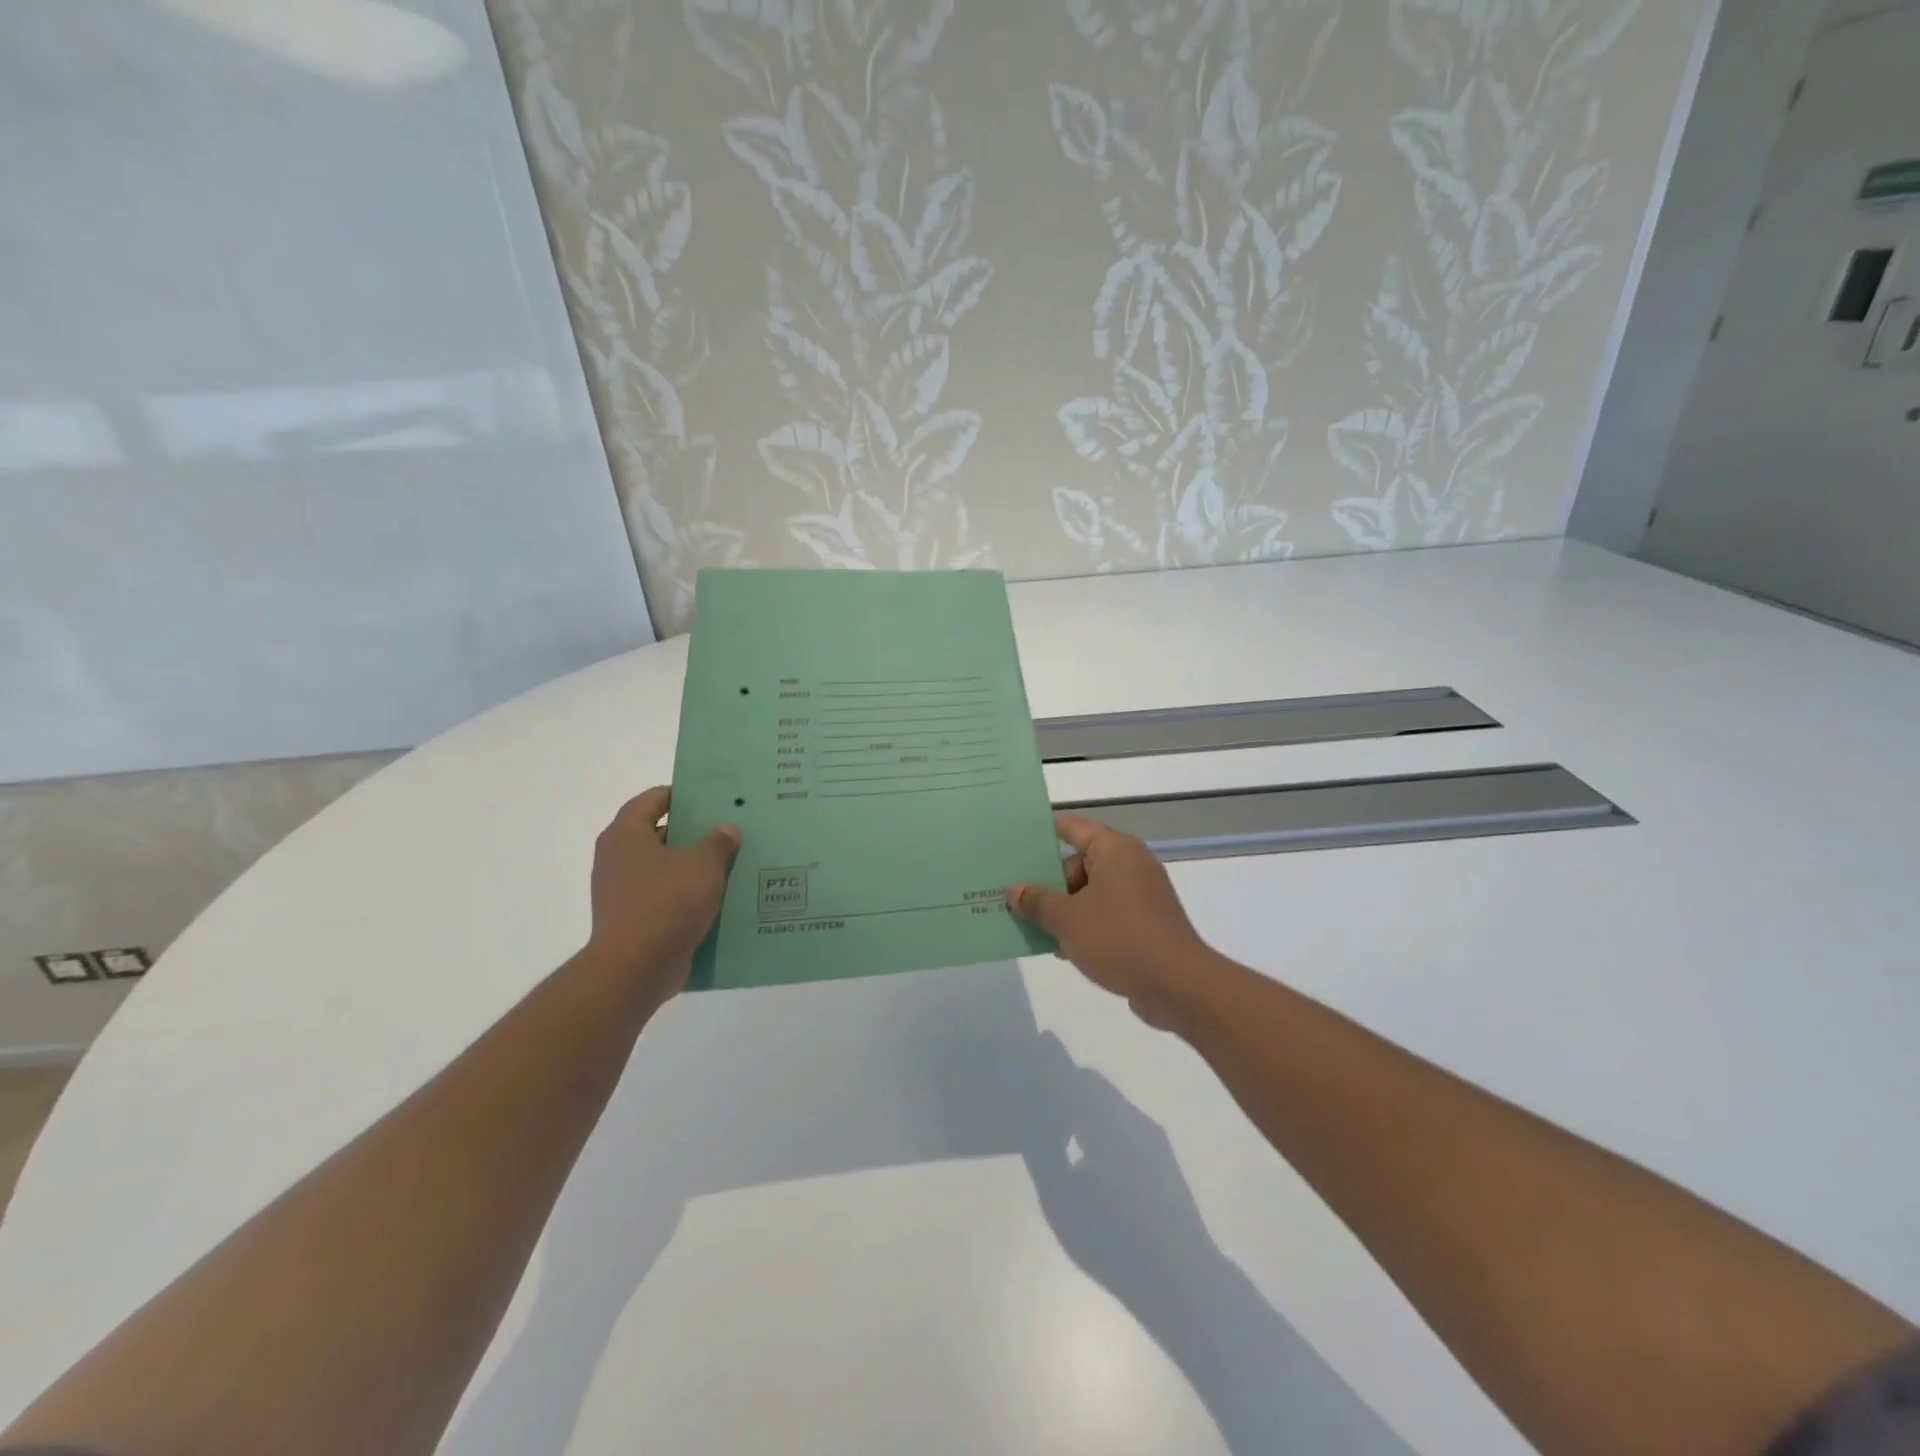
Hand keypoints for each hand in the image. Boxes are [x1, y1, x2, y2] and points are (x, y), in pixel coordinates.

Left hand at [588, 787, 738, 1000]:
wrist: (636, 969)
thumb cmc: (667, 903)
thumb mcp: (703, 865)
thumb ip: (718, 842)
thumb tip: (726, 829)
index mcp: (625, 834)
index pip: (653, 799)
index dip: (682, 796)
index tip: (712, 799)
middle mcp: (616, 858)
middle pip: (659, 834)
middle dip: (693, 833)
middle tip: (729, 831)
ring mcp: (621, 891)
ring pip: (664, 868)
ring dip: (692, 867)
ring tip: (730, 865)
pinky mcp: (632, 920)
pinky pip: (663, 898)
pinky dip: (686, 896)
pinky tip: (717, 899)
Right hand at [1007, 814, 1211, 1029]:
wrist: (1178, 986)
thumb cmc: (1119, 938)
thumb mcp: (1067, 919)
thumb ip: (1038, 902)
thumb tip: (1015, 891)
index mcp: (1115, 851)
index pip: (1074, 828)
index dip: (1046, 830)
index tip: (1018, 835)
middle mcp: (1130, 866)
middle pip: (1079, 864)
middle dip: (1047, 882)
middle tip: (1014, 895)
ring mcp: (1139, 897)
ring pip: (1089, 894)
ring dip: (1062, 909)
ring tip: (1028, 924)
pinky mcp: (1144, 926)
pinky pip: (1104, 917)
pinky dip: (1082, 927)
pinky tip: (1058, 948)